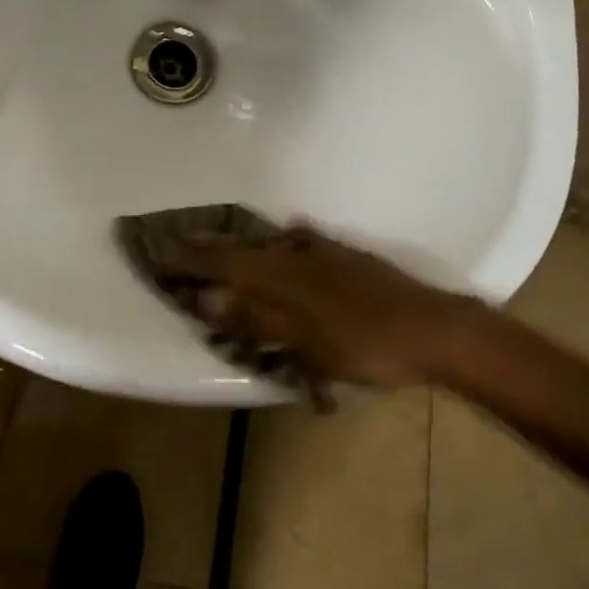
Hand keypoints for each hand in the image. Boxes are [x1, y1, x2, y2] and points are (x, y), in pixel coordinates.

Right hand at [164, 223, 474, 387]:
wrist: (429, 327)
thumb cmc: (363, 344)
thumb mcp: (305, 342)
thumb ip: (255, 318)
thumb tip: (205, 297)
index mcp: (282, 275)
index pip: (223, 264)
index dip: (190, 260)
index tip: (159, 253)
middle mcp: (296, 254)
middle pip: (242, 248)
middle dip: (207, 247)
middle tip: (178, 244)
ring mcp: (322, 251)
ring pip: (267, 245)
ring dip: (239, 246)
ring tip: (219, 248)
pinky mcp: (343, 255)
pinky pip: (296, 244)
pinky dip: (277, 246)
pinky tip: (283, 245)